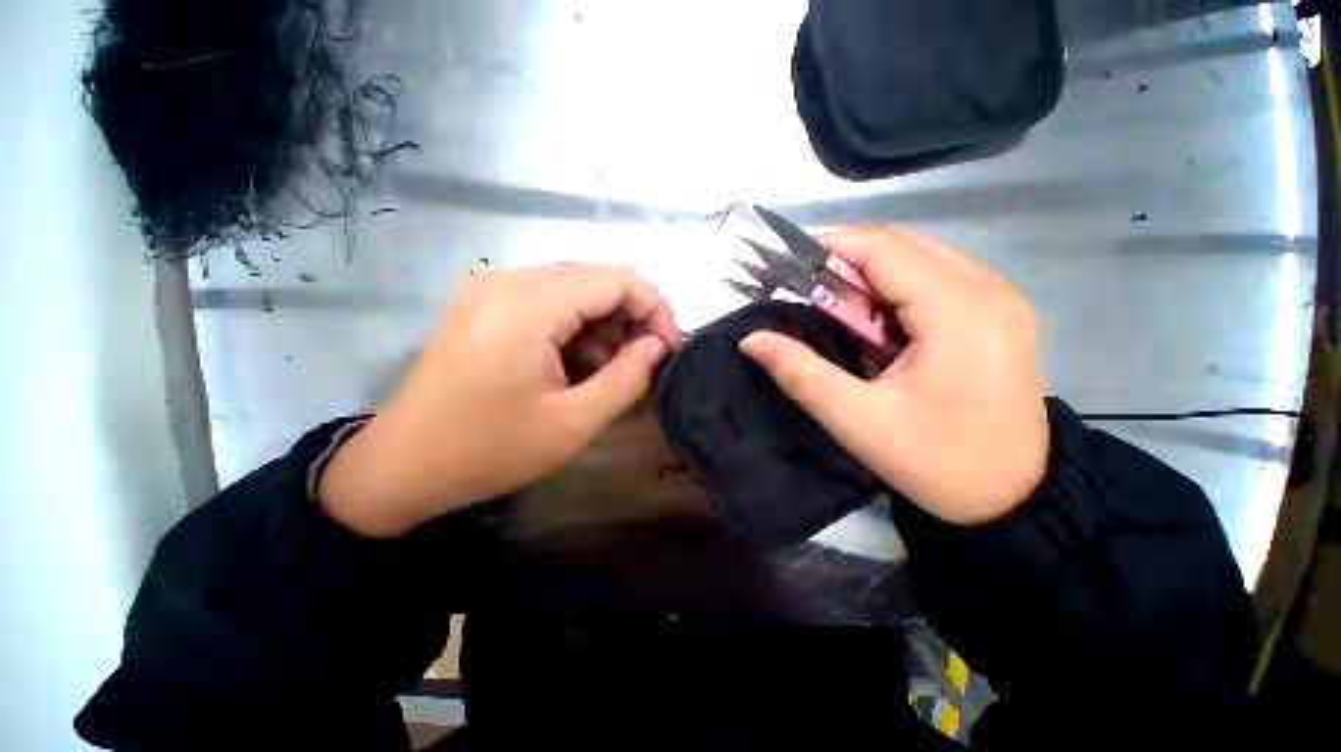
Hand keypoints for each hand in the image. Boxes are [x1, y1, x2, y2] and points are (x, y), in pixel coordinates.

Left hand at [320, 264, 680, 536]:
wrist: (401, 467)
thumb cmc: (488, 450)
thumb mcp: (574, 422)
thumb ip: (627, 377)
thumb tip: (657, 346)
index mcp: (529, 302)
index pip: (619, 278)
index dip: (656, 309)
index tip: (668, 350)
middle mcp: (510, 280)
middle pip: (598, 281)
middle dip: (631, 320)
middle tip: (642, 366)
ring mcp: (493, 289)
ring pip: (576, 292)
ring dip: (604, 328)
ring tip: (606, 374)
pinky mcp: (487, 306)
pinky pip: (550, 304)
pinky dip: (576, 331)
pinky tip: (576, 367)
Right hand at [740, 228, 1048, 524]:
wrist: (1016, 498)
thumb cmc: (937, 463)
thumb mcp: (857, 421)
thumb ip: (800, 374)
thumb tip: (752, 340)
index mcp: (958, 312)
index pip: (883, 248)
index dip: (830, 246)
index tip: (786, 265)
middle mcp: (989, 290)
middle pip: (902, 247)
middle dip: (846, 261)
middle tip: (804, 294)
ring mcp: (1002, 299)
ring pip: (920, 258)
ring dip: (871, 275)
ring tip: (837, 311)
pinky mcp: (1002, 313)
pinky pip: (939, 278)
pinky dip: (897, 288)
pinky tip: (878, 322)